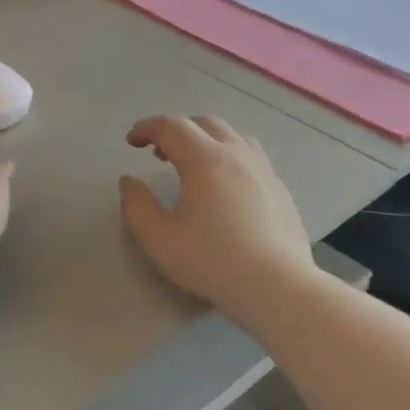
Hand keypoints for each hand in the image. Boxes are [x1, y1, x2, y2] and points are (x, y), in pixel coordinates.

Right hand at [119, 116, 313, 313]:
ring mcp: (263, 169)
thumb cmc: (211, 260)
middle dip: (176, 131)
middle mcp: (236, 154)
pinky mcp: (280, 188)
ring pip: (232, 136)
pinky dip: (228, 157)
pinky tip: (224, 187)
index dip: (146, 128)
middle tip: (158, 153)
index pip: (171, 127)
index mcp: (204, 159)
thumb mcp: (158, 238)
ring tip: (192, 165)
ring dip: (205, 140)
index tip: (132, 141)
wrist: (276, 285)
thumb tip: (130, 181)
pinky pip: (250, 156)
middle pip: (204, 124)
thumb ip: (137, 205)